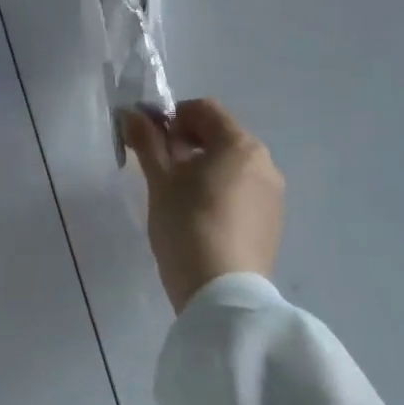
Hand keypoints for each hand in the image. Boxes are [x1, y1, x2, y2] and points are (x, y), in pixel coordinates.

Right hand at [123, 98, 283, 313]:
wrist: (223, 295)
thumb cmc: (187, 226)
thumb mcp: (160, 181)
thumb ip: (147, 143)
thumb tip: (131, 115)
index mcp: (240, 145)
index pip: (204, 109)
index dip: (173, 116)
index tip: (151, 140)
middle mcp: (264, 163)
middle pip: (221, 135)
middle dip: (188, 141)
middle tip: (160, 165)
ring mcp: (272, 195)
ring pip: (232, 164)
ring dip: (204, 165)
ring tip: (178, 193)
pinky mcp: (272, 222)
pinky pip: (243, 189)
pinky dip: (220, 189)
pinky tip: (199, 216)